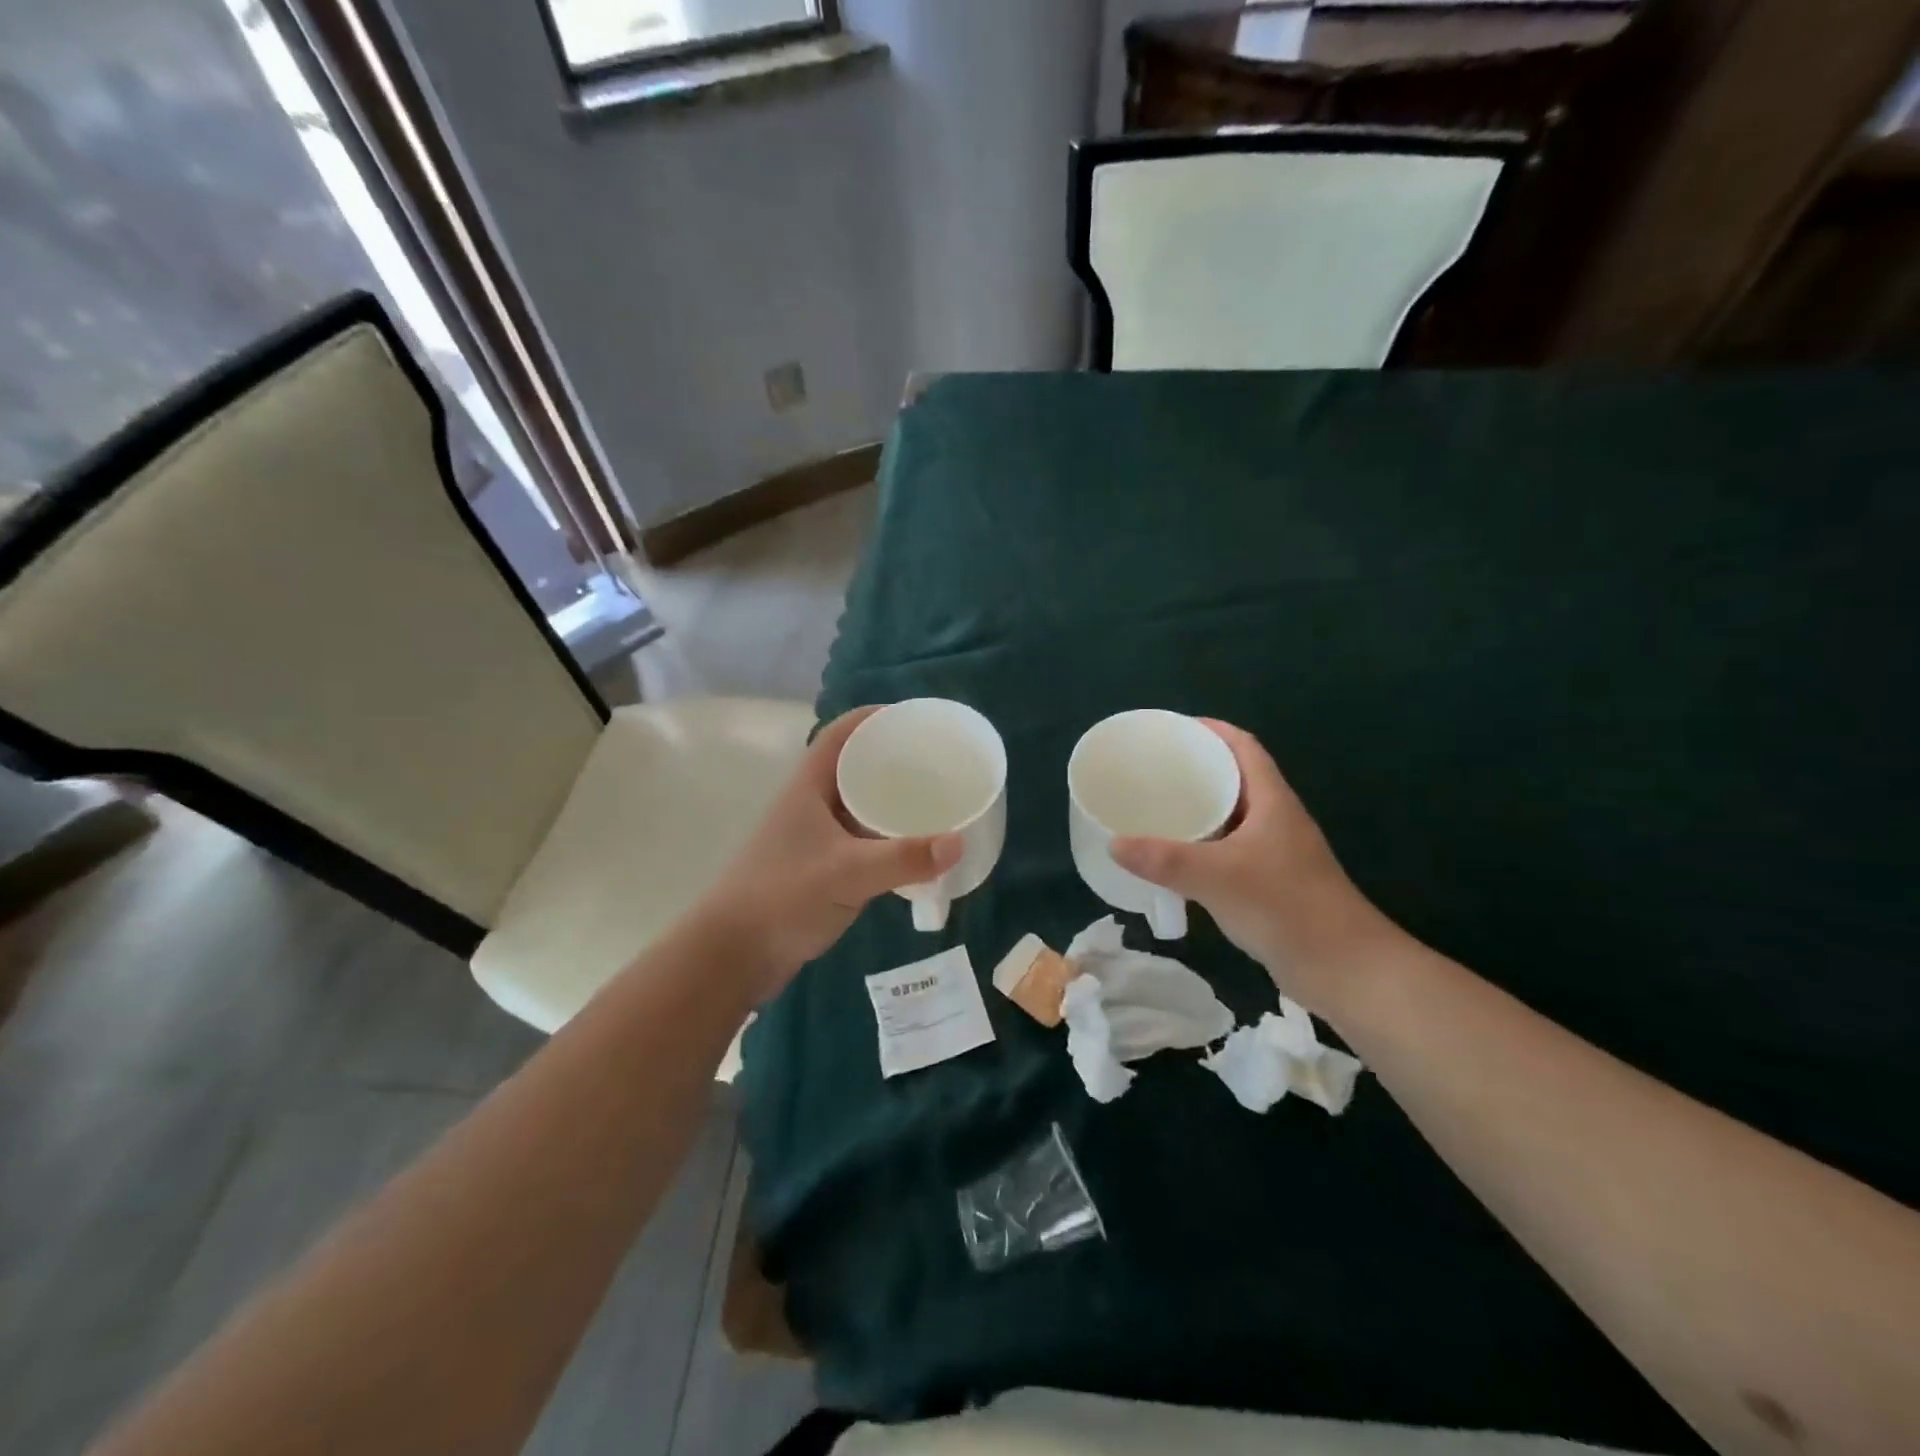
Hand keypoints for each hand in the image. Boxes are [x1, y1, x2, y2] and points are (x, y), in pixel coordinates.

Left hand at [697, 706, 962, 1001]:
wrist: (734, 955)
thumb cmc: (783, 897)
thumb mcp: (848, 873)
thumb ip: (903, 859)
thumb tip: (959, 843)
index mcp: (809, 787)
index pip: (842, 733)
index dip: (876, 718)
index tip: (917, 719)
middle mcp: (811, 804)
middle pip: (855, 767)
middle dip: (893, 760)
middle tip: (938, 763)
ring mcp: (814, 838)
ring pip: (859, 806)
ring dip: (891, 801)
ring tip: (935, 801)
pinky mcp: (820, 868)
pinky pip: (861, 840)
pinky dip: (887, 838)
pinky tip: (914, 850)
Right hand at [1111, 720, 1399, 1012]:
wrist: (1342, 968)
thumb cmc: (1286, 907)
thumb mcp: (1218, 877)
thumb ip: (1165, 860)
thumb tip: (1114, 844)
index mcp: (1272, 801)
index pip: (1243, 747)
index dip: (1211, 730)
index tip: (1172, 729)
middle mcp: (1275, 819)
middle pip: (1234, 778)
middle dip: (1195, 768)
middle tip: (1151, 769)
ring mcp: (1274, 852)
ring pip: (1230, 816)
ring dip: (1198, 809)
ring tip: (1155, 807)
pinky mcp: (1269, 882)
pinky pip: (1228, 849)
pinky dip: (1201, 845)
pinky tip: (1175, 858)